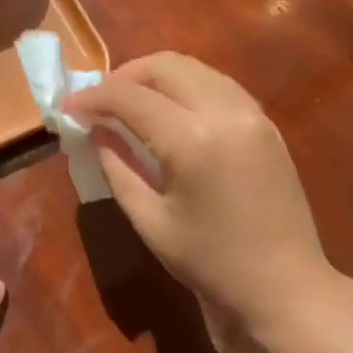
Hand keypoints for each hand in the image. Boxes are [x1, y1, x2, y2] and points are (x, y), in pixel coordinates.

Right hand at [65, 52, 335, 329]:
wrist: (284, 285)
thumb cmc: (210, 263)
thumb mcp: (150, 221)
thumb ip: (117, 169)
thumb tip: (95, 134)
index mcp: (193, 140)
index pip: (131, 97)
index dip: (93, 97)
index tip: (67, 108)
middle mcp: (226, 112)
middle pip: (166, 66)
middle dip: (124, 76)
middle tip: (98, 103)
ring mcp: (252, 114)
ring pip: (195, 69)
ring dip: (155, 77)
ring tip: (128, 104)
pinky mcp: (266, 124)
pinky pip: (218, 86)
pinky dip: (185, 88)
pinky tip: (168, 113)